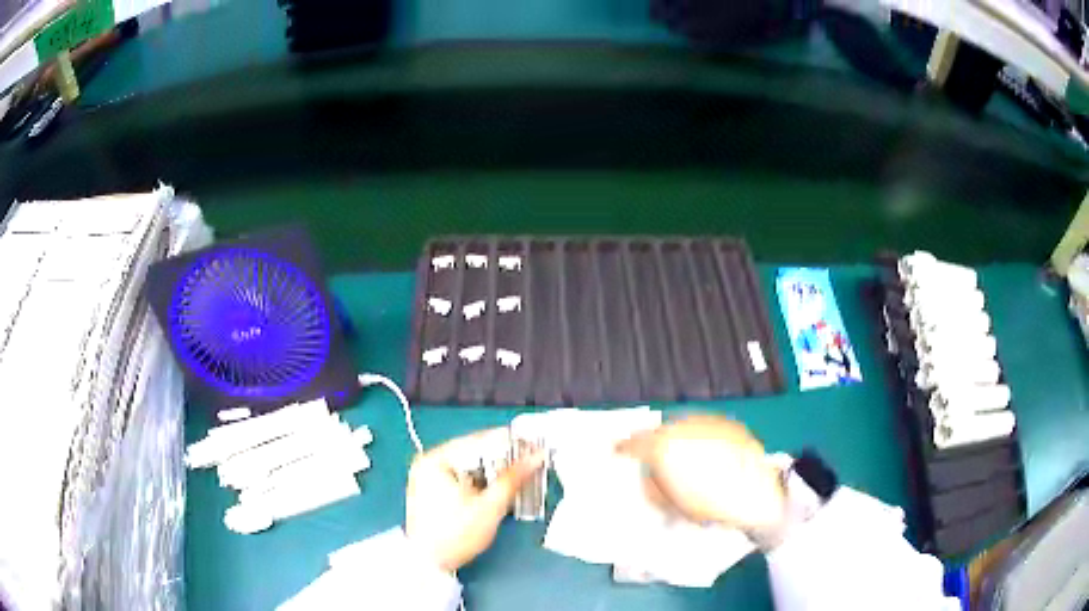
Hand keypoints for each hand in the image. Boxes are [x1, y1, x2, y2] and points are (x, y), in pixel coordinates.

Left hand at [405, 429, 544, 572]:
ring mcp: (428, 476)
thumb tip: (537, 455)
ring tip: (520, 476)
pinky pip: (462, 477)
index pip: (478, 440)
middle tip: (531, 462)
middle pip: (473, 453)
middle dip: (503, 460)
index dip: (509, 443)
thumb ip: (514, 478)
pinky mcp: (432, 491)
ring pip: (469, 466)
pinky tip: (499, 489)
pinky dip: (480, 482)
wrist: (429, 563)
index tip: (535, 445)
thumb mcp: (489, 506)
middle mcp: (429, 462)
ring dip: (494, 472)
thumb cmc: (456, 534)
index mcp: (436, 459)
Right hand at [617, 415, 784, 531]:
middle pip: (659, 430)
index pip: (634, 442)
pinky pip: (705, 427)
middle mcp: (684, 426)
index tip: (616, 450)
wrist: (758, 493)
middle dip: (653, 442)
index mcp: (664, 445)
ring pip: (683, 425)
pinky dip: (700, 437)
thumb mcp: (670, 504)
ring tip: (682, 457)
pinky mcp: (729, 424)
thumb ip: (652, 488)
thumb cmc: (710, 504)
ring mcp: (709, 422)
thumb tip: (650, 479)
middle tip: (652, 457)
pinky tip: (707, 453)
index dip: (622, 447)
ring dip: (678, 437)